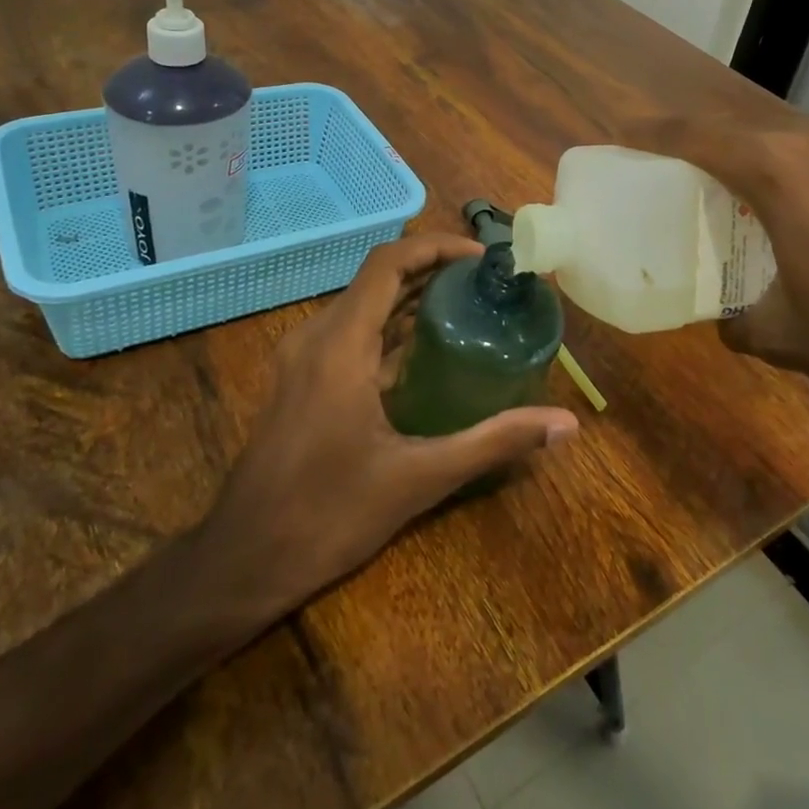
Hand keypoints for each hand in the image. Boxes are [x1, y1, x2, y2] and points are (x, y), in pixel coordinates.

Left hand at [204, 233, 579, 605]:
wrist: (242, 561)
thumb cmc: (328, 515)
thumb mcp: (419, 478)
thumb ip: (493, 442)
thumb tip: (566, 425)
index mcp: (340, 344)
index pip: (388, 263)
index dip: (436, 248)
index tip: (482, 258)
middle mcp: (316, 337)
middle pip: (378, 279)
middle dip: (432, 271)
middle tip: (486, 284)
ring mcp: (302, 358)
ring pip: (362, 305)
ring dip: (410, 298)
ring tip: (466, 307)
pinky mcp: (299, 380)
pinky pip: (350, 333)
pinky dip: (390, 328)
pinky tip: (425, 353)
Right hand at [624, 115, 808, 462]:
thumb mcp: (783, 334)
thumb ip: (737, 319)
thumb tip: (725, 322)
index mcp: (779, 169)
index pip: (696, 135)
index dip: (652, 132)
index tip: (621, 132)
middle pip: (738, 127)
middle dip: (697, 141)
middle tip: (666, 168)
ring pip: (783, 137)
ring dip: (748, 155)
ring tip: (725, 189)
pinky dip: (792, 170)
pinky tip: (795, 212)